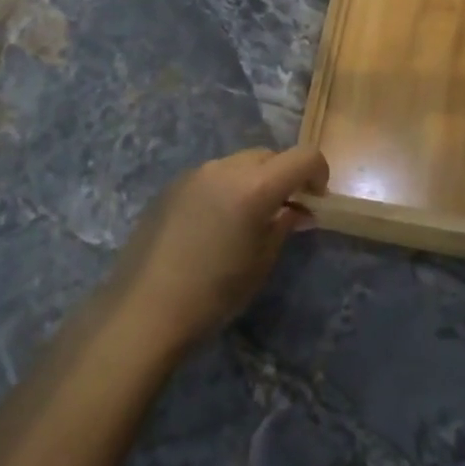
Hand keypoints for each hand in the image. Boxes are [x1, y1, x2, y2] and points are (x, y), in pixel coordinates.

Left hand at [114, 146, 328, 352]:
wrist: (145, 309)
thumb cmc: (214, 293)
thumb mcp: (262, 262)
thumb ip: (284, 226)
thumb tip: (298, 210)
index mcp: (256, 186)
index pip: (304, 157)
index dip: (319, 173)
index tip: (316, 200)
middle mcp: (226, 168)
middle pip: (269, 156)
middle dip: (285, 176)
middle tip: (286, 211)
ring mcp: (195, 173)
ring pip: (239, 163)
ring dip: (254, 181)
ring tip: (248, 219)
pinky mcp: (172, 185)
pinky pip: (212, 176)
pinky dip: (226, 188)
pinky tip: (214, 225)